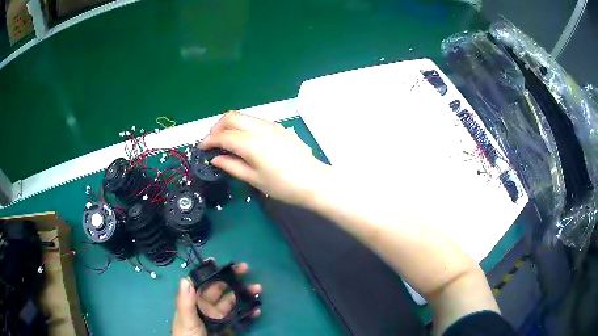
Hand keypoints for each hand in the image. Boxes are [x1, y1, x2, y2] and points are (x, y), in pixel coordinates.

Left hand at [172, 262, 261, 335]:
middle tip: (246, 269)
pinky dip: (249, 314)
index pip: (203, 283)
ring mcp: (219, 319)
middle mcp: (207, 308)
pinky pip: (240, 320)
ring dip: (245, 295)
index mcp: (194, 302)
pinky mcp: (229, 329)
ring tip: (257, 289)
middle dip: (233, 280)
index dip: (213, 272)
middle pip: (221, 291)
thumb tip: (185, 279)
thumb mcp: (186, 319)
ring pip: (233, 304)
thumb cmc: (187, 335)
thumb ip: (186, 302)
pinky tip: (257, 309)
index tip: (223, 262)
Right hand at [201, 112, 330, 205]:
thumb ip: (231, 166)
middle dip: (217, 127)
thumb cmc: (283, 185)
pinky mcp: (279, 127)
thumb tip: (215, 159)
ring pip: (243, 116)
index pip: (223, 135)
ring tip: (225, 141)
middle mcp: (259, 127)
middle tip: (212, 143)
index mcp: (250, 142)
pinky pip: (254, 120)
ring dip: (229, 125)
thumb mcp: (254, 179)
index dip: (209, 141)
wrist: (313, 181)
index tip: (201, 148)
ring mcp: (270, 125)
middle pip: (230, 117)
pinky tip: (243, 140)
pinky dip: (242, 126)